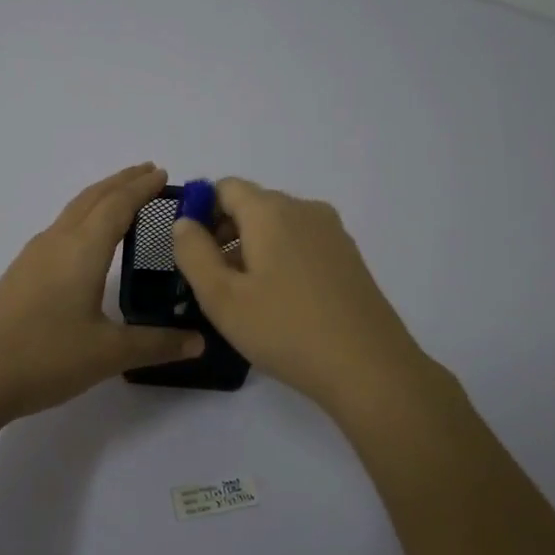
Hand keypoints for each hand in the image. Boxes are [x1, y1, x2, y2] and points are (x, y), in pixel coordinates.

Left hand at [0, 164, 204, 426]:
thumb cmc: (46, 357)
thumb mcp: (109, 354)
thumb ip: (156, 344)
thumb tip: (199, 341)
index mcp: (82, 249)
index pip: (118, 205)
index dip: (142, 187)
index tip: (164, 174)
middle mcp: (57, 242)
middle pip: (93, 198)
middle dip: (122, 182)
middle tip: (150, 173)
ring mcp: (34, 256)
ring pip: (73, 211)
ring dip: (101, 198)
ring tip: (123, 198)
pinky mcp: (21, 274)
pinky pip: (61, 229)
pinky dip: (84, 218)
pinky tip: (85, 241)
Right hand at [172, 178, 430, 415]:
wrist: (369, 367)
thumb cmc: (285, 329)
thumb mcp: (221, 297)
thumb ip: (193, 252)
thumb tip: (185, 222)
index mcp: (270, 211)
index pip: (224, 187)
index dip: (200, 211)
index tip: (192, 252)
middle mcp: (304, 209)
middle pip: (253, 205)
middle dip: (224, 233)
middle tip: (212, 281)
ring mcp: (332, 232)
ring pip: (278, 226)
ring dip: (252, 249)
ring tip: (245, 298)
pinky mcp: (349, 257)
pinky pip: (302, 243)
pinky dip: (281, 259)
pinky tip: (280, 303)